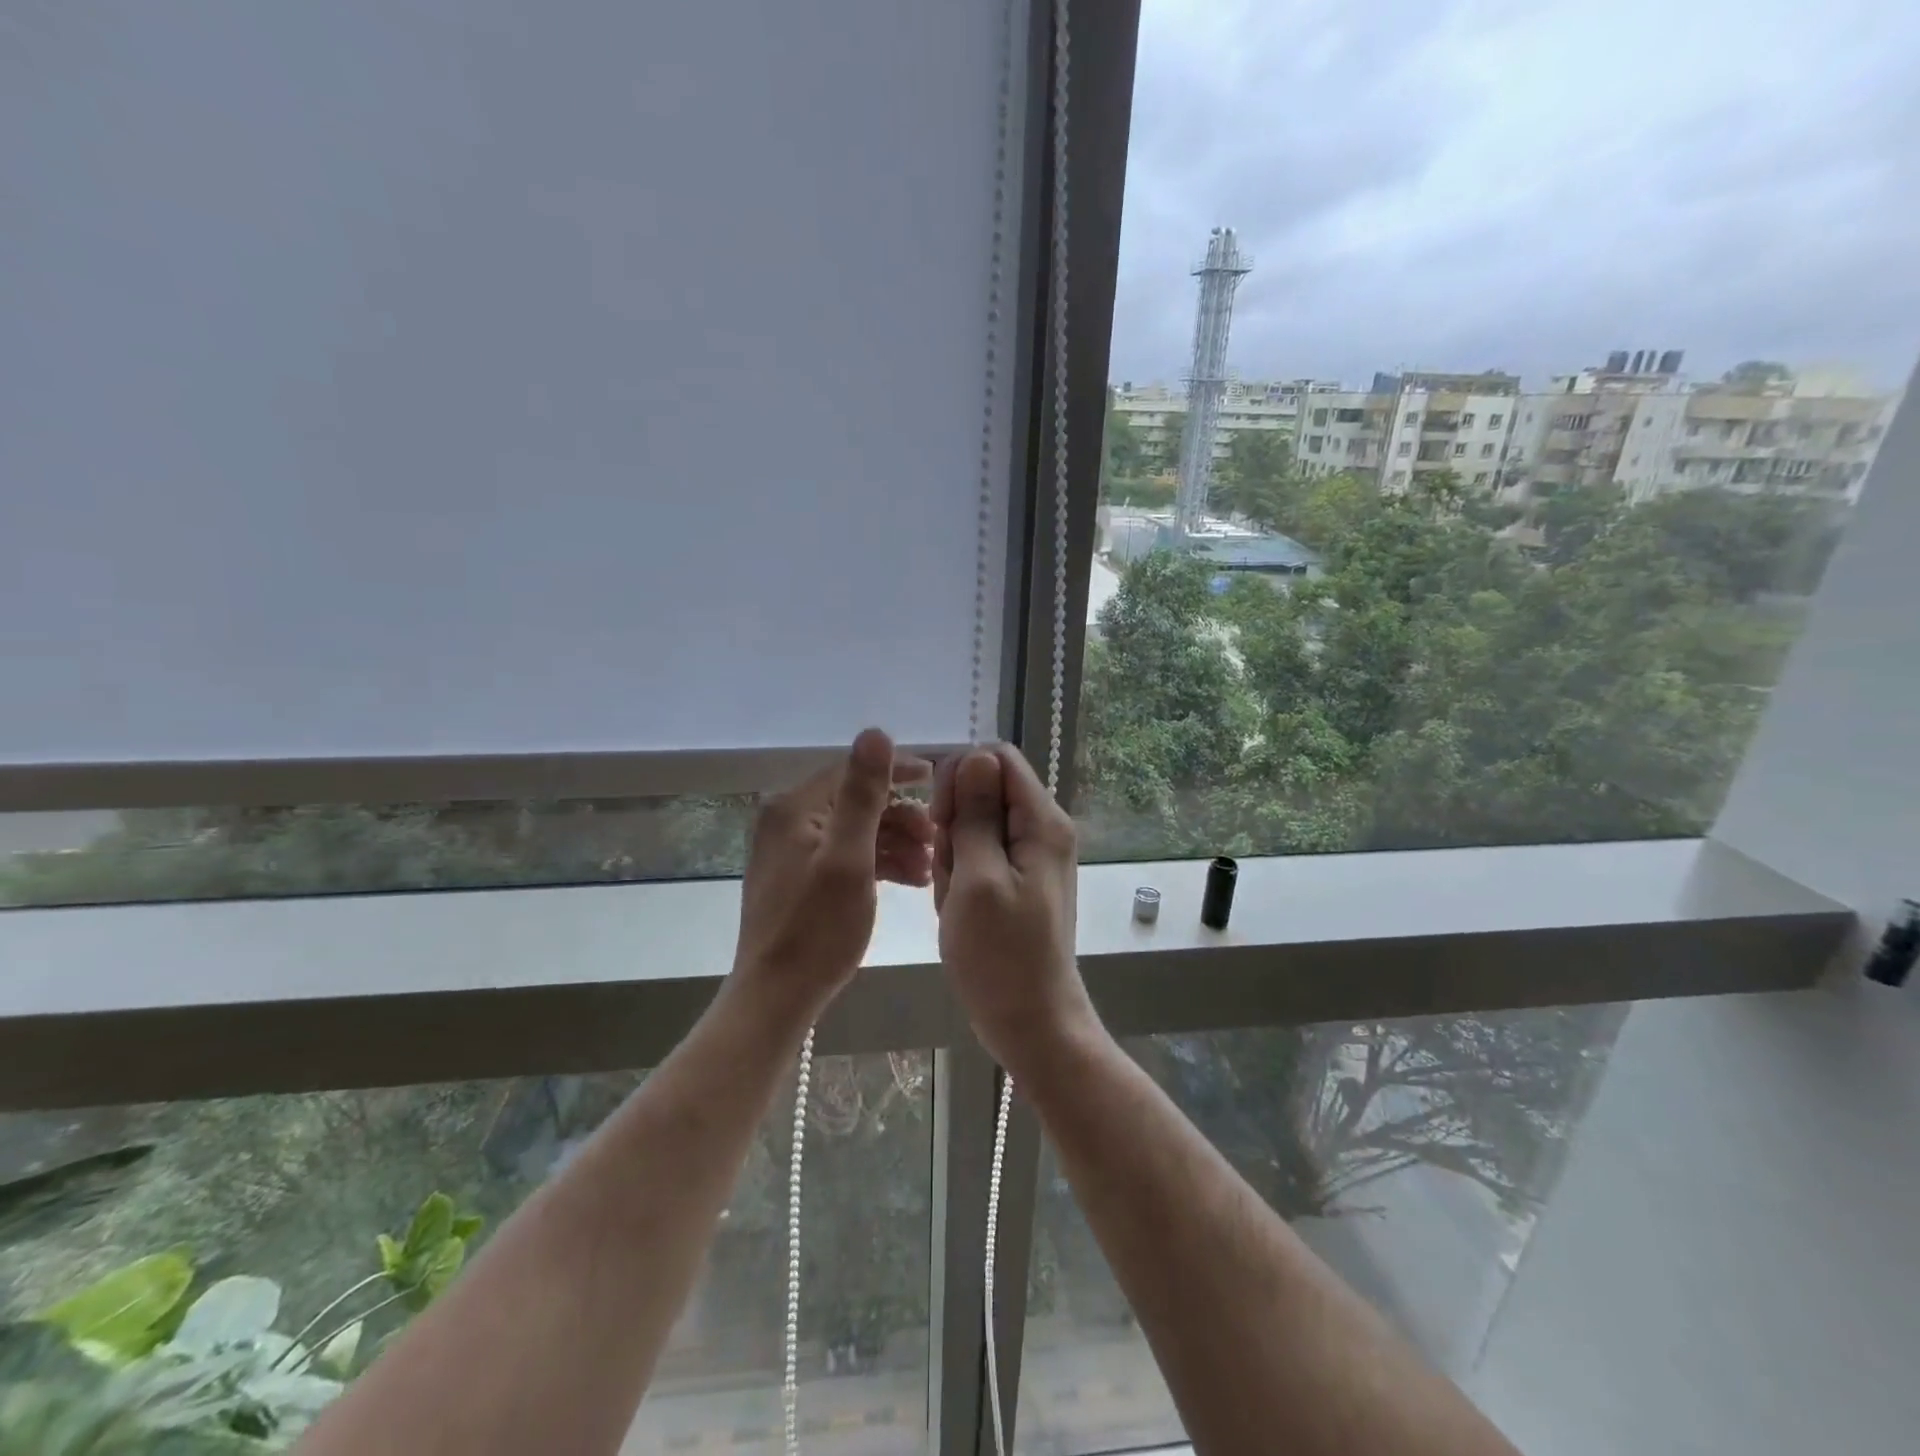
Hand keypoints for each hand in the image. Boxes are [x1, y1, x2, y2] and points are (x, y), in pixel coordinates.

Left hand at [732, 729, 932, 1017]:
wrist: (776, 998)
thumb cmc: (818, 928)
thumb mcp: (849, 857)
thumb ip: (863, 794)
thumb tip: (875, 731)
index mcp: (794, 808)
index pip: (852, 771)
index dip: (897, 771)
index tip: (937, 779)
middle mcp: (787, 821)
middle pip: (855, 802)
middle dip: (900, 816)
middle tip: (937, 838)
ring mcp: (791, 852)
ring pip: (855, 831)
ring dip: (894, 842)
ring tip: (930, 866)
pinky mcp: (799, 879)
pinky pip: (845, 856)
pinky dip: (877, 863)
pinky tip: (910, 880)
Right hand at [931, 744, 1094, 1069]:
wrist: (1030, 1022)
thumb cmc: (1001, 956)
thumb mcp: (978, 879)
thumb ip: (977, 815)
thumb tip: (975, 756)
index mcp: (1042, 821)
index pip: (996, 759)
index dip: (960, 777)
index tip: (939, 819)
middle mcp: (1042, 829)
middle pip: (985, 792)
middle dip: (955, 825)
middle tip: (950, 873)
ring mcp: (1031, 856)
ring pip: (975, 826)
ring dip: (954, 856)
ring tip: (955, 899)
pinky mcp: (1018, 879)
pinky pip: (979, 857)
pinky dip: (961, 877)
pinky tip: (958, 910)